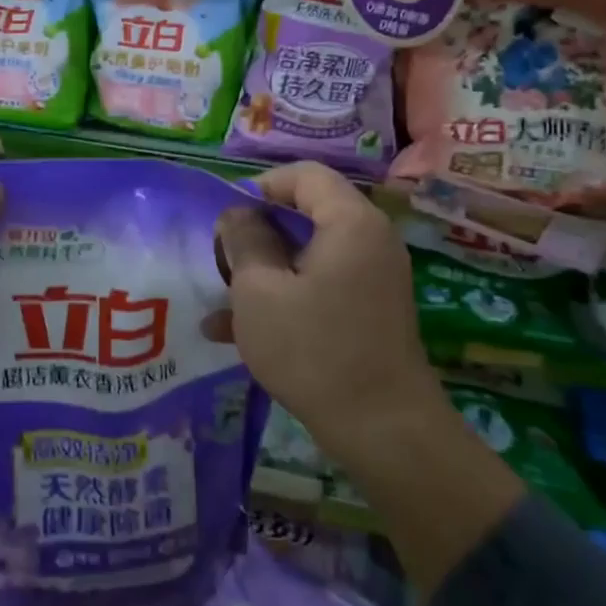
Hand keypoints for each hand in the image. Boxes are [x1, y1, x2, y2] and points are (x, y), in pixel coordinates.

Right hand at [215, 163, 446, 464]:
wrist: (384, 431)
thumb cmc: (314, 349)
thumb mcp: (259, 291)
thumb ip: (244, 240)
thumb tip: (238, 214)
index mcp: (350, 222)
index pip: (304, 174)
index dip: (260, 186)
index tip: (226, 219)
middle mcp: (370, 240)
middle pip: (306, 213)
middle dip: (256, 233)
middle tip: (221, 260)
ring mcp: (373, 278)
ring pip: (307, 254)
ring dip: (263, 270)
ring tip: (221, 298)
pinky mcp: (369, 311)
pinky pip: (320, 286)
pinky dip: (284, 297)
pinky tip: (236, 333)